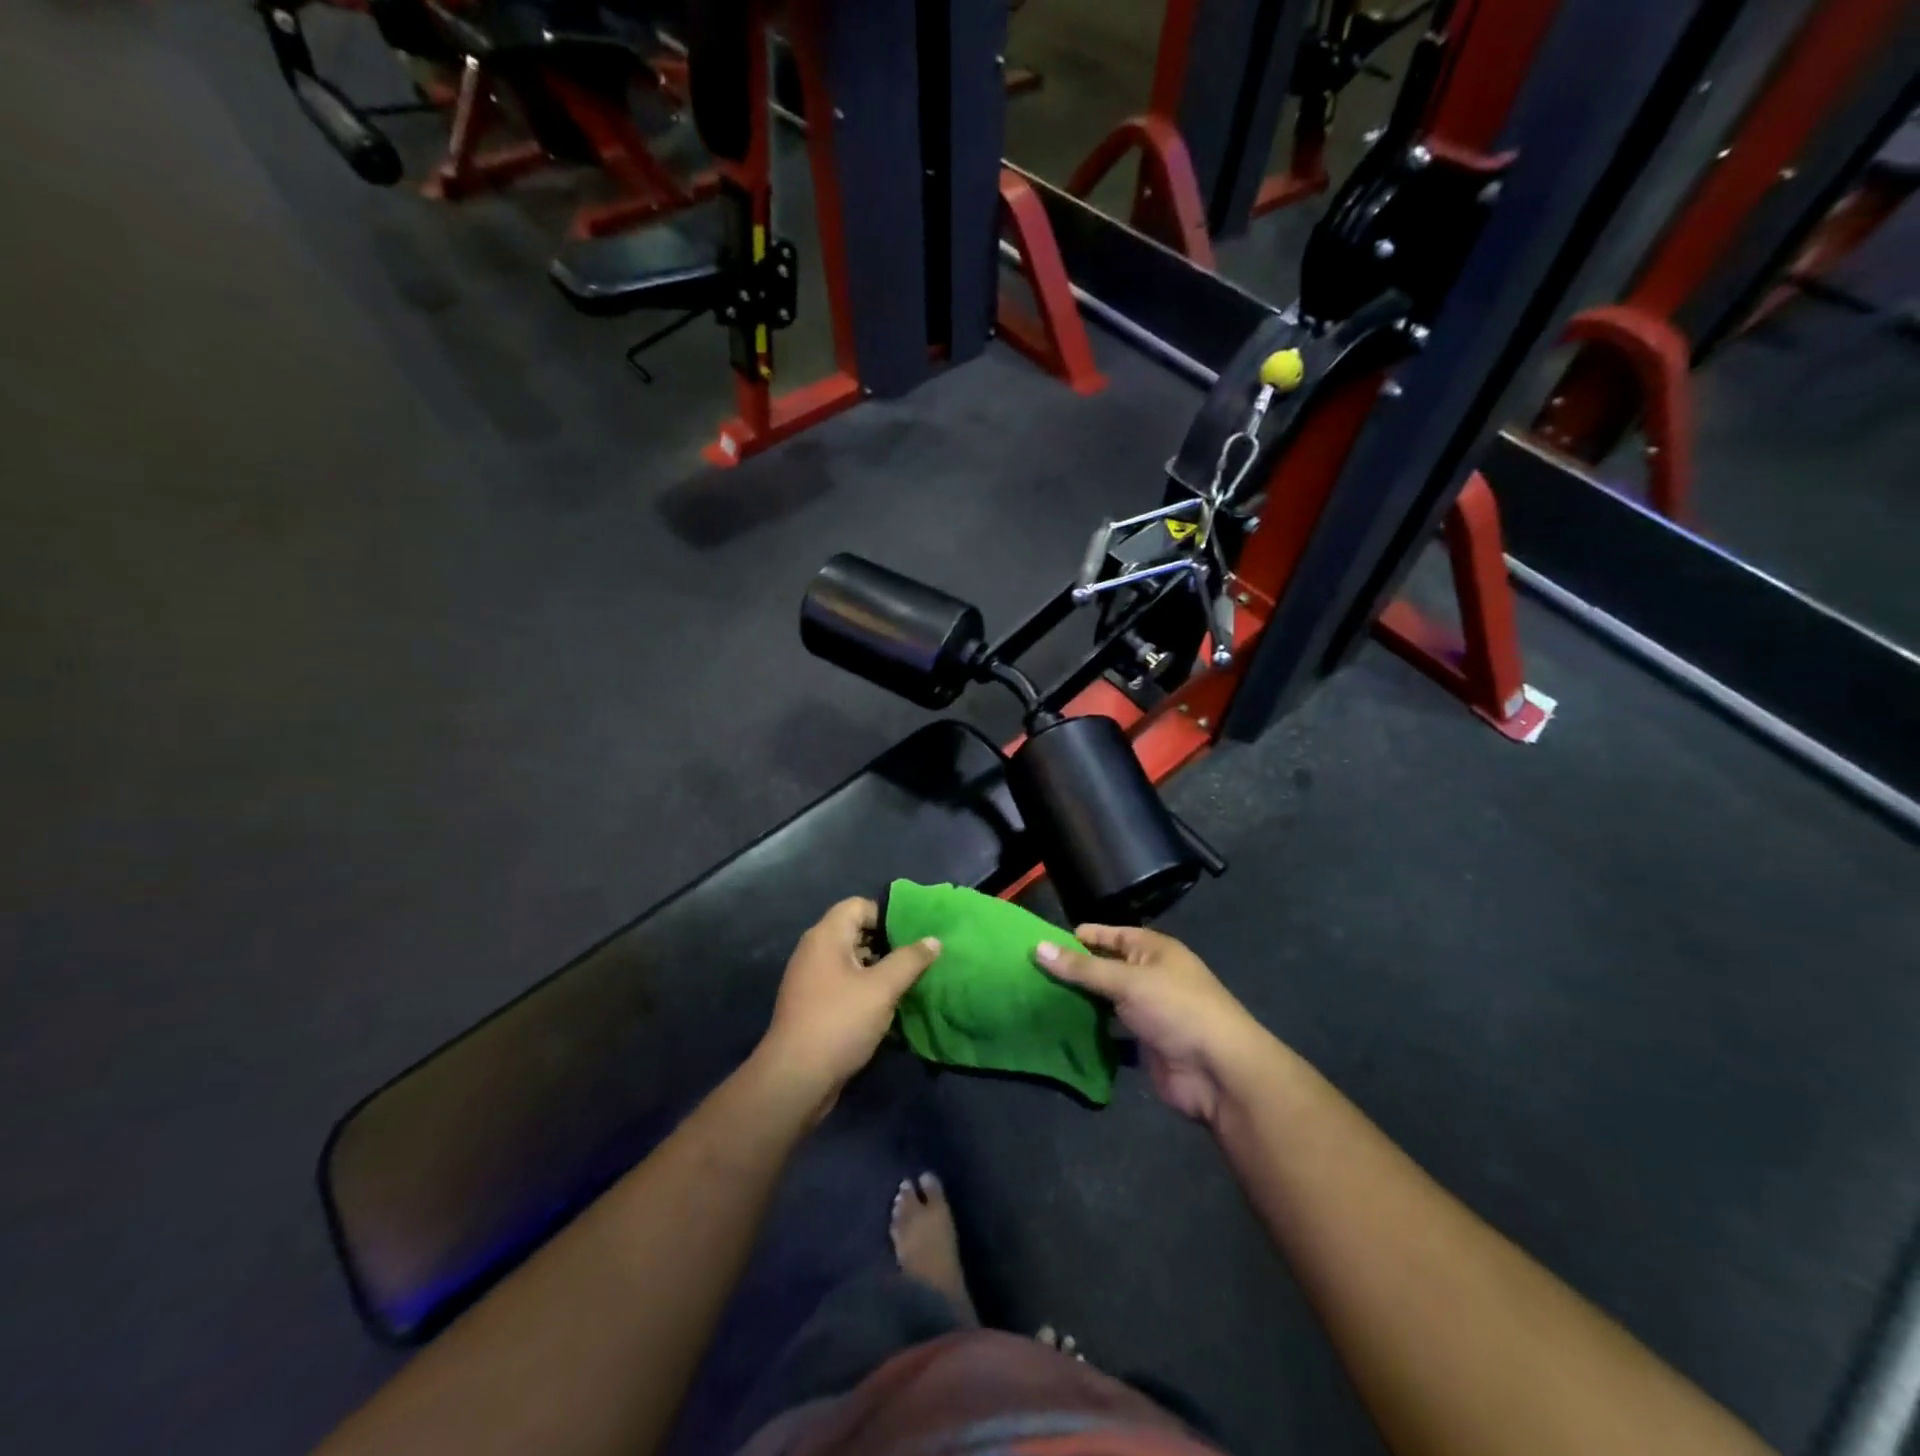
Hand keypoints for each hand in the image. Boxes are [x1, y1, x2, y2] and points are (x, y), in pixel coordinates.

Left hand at [758, 898, 940, 1114]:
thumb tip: (933, 940)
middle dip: (887, 944)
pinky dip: (864, 990)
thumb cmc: (840, 1022)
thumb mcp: (882, 989)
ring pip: (851, 961)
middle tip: (916, 960)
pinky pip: (843, 985)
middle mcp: (814, 951)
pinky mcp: (812, 1005)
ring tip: (908, 983)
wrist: (795, 1079)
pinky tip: (887, 1008)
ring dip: (878, 970)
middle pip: (855, 932)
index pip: (858, 906)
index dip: (886, 916)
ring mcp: (810, 979)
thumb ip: (910, 960)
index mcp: (826, 936)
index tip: (912, 936)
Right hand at [1036, 926, 1265, 1123]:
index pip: (1110, 934)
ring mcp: (1148, 1011)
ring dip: (1080, 1002)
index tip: (1042, 943)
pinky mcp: (1144, 1043)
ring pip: (1106, 1000)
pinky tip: (1061, 1031)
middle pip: (1105, 967)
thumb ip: (1082, 968)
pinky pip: (1111, 1032)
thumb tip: (1037, 948)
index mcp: (1153, 950)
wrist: (1219, 1072)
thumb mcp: (1127, 981)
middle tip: (1031, 974)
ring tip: (1038, 1000)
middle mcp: (1150, 975)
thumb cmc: (1176, 1009)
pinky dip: (1091, 1032)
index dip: (1079, 937)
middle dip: (1074, 971)